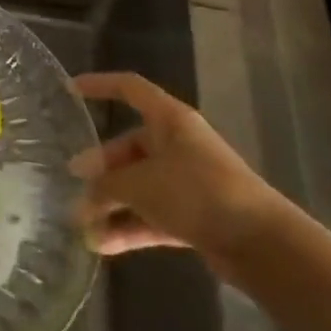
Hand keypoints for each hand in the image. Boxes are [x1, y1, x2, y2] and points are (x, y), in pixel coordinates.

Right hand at [69, 72, 285, 273]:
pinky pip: (152, 215)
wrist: (262, 244)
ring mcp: (188, 182)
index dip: (99, 85)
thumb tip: (84, 199)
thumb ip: (105, 187)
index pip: (129, 89)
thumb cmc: (196, 193)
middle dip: (100, 167)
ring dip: (111, 203)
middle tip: (72, 182)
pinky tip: (101, 245)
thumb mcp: (138, 184)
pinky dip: (129, 227)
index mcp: (169, 120)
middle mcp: (179, 145)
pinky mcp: (195, 215)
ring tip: (80, 222)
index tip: (68, 91)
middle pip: (129, 146)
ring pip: (139, 185)